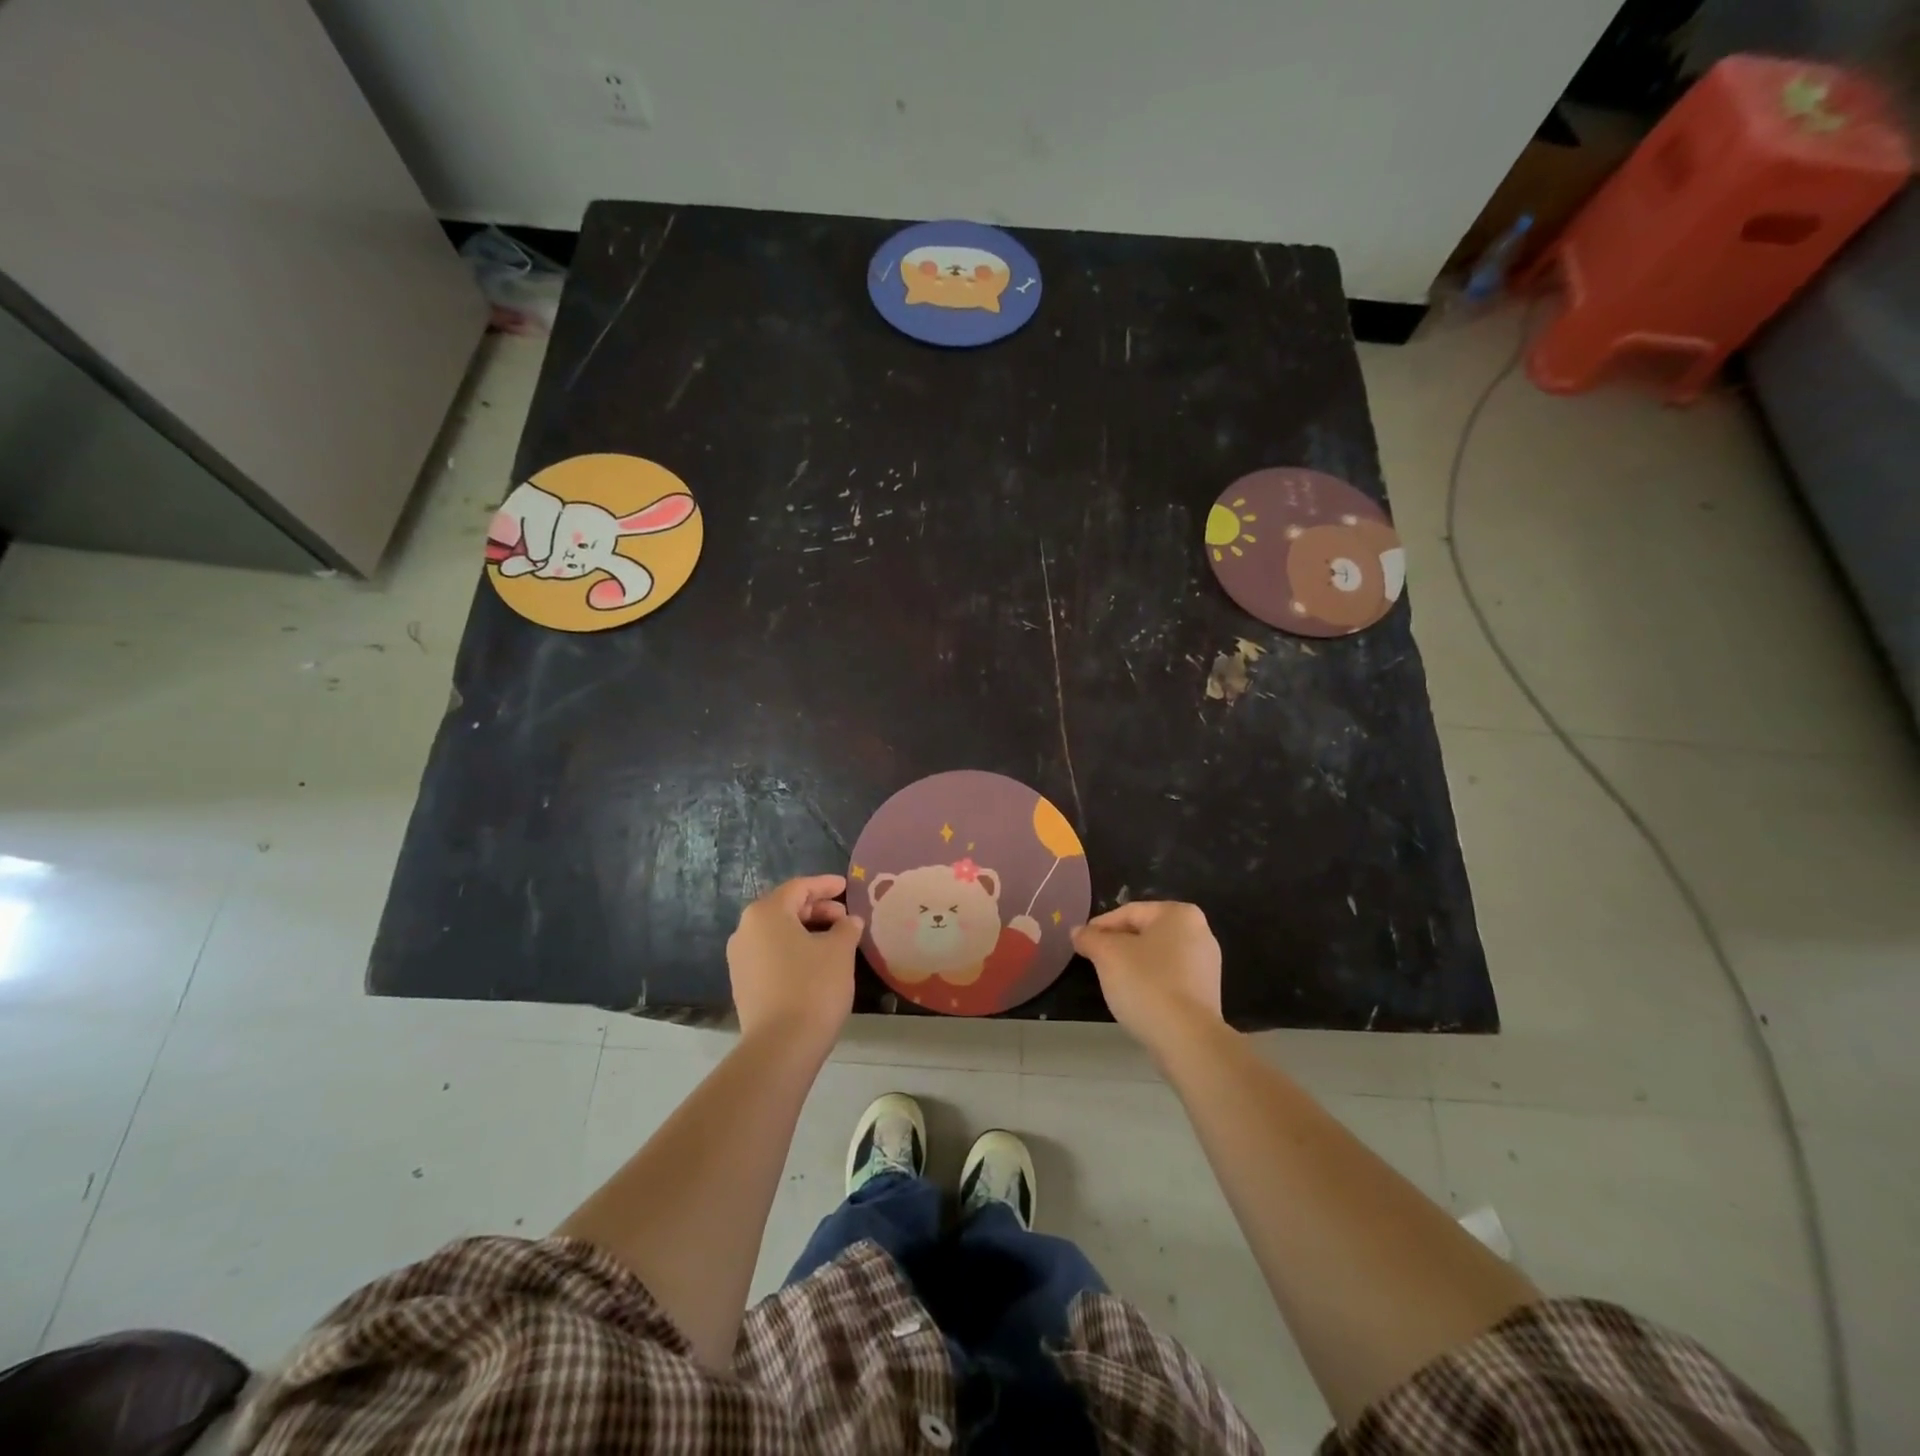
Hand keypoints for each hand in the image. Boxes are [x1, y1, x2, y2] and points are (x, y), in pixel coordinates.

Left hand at [727, 876, 863, 1053]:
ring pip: (777, 932)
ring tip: (835, 940)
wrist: (780, 1047)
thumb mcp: (839, 951)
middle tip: (845, 917)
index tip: (846, 886)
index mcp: (765, 913)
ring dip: (806, 930)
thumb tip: (849, 921)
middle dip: (817, 909)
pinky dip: (793, 950)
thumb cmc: (813, 987)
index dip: (825, 885)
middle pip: (785, 908)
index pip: (799, 888)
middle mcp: (745, 930)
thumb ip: (846, 928)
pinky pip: (771, 954)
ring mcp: (740, 959)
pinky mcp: (743, 984)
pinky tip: (815, 962)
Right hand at [1072, 901, 1223, 1055]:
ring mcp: (1207, 964)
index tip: (1082, 943)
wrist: (1188, 1039)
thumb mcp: (1107, 955)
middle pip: (1145, 933)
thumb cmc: (1147, 984)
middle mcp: (1200, 932)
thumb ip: (1090, 938)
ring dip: (1133, 965)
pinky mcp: (1207, 993)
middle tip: (1094, 961)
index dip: (1100, 926)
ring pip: (1157, 957)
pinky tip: (1136, 998)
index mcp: (1179, 914)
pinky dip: (1150, 983)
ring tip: (1112, 981)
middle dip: (1117, 945)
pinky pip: (1170, 978)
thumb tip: (1078, 932)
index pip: (1129, 912)